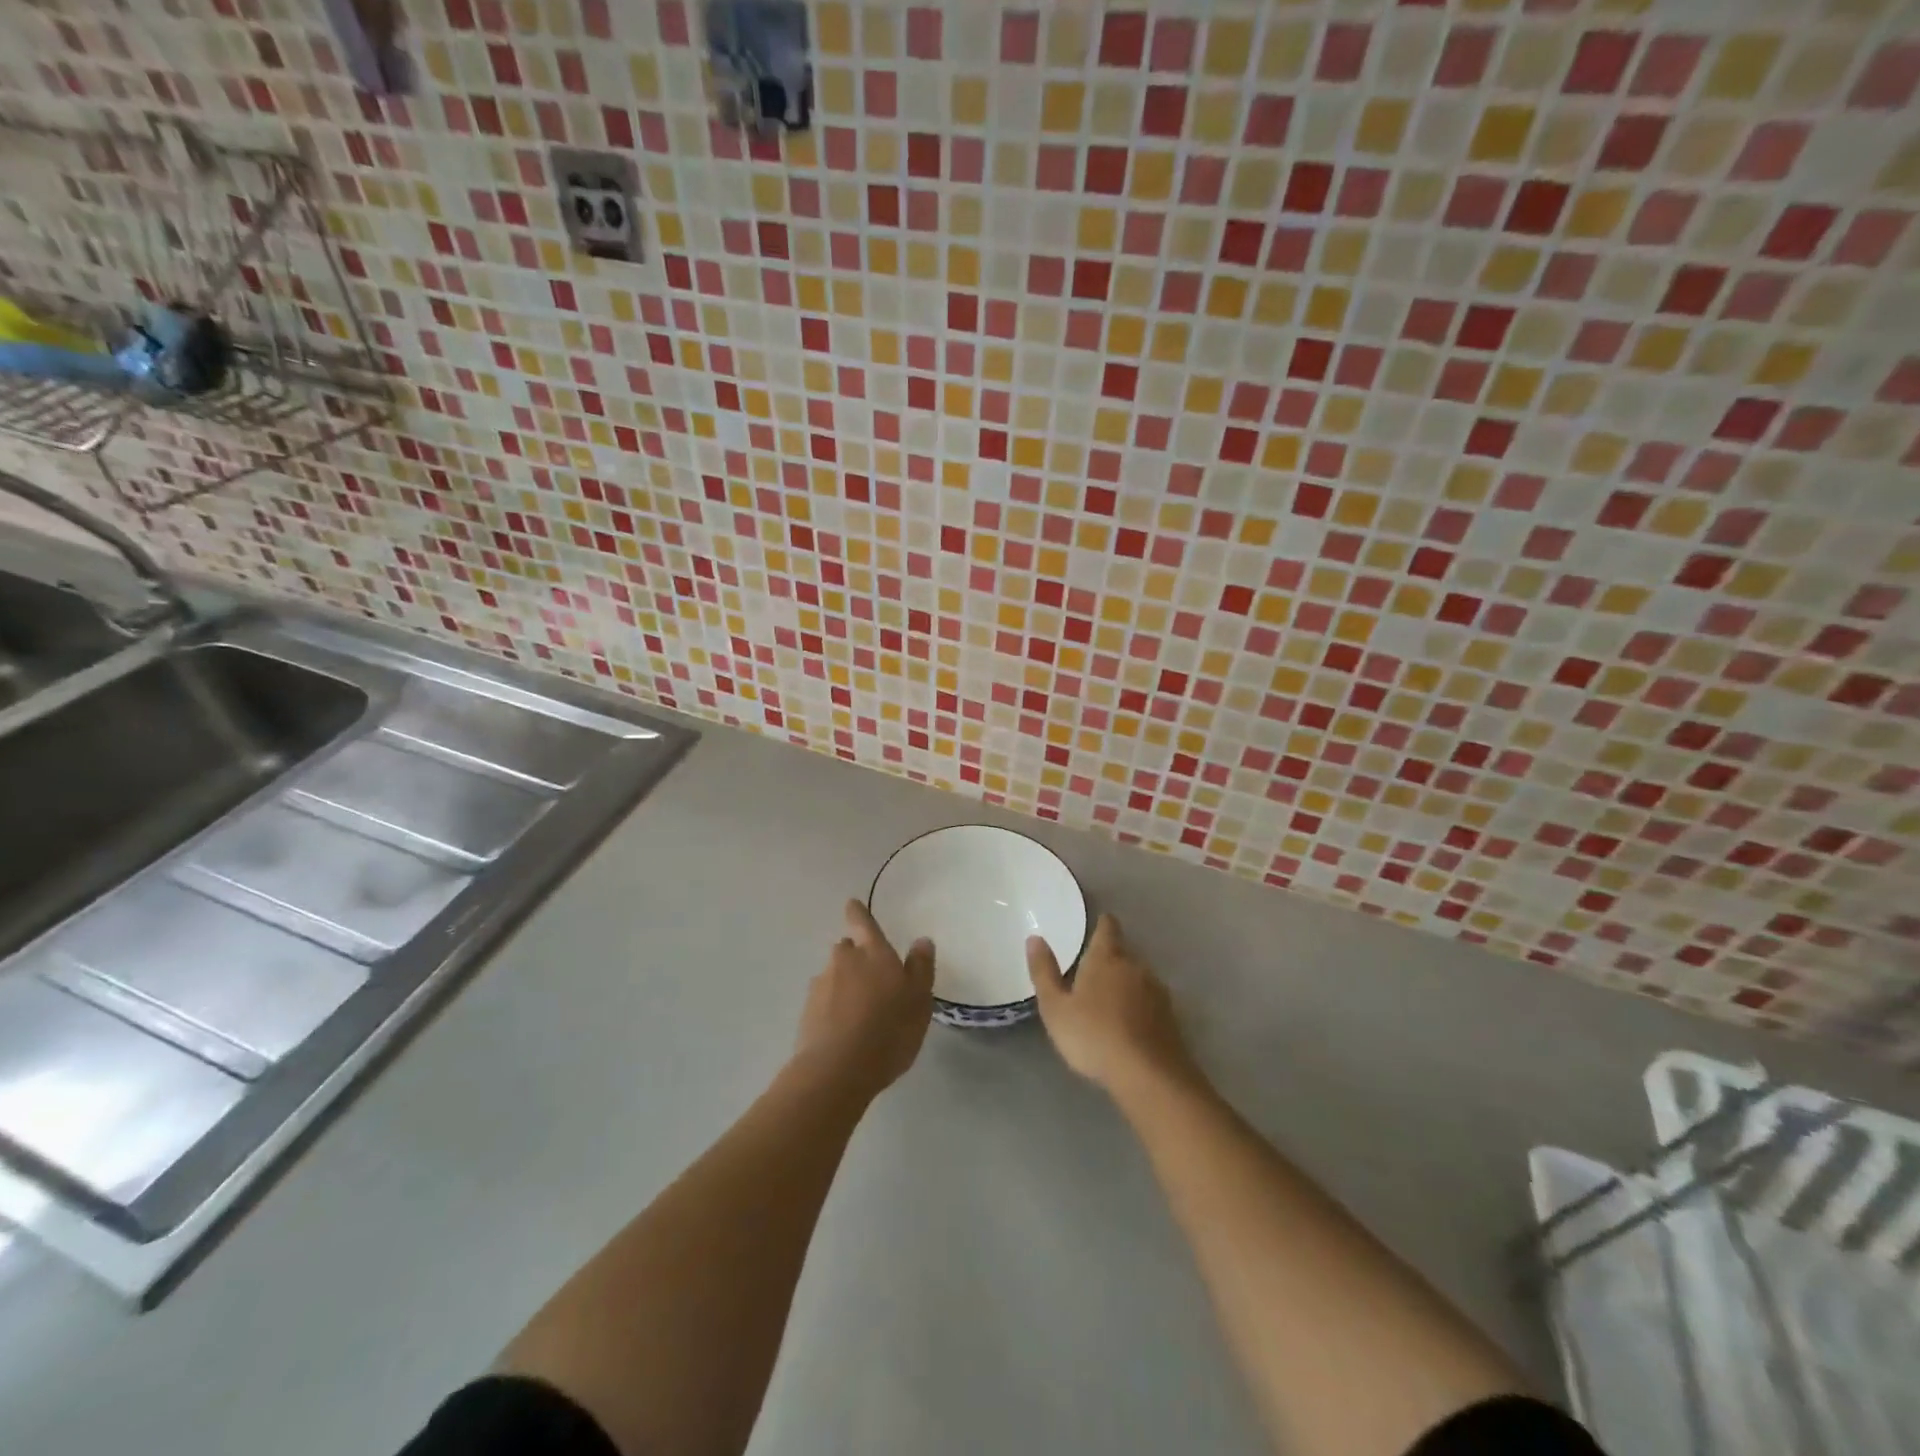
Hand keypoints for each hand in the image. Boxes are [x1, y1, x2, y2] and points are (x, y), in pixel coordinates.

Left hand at [793, 900, 934, 1098]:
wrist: (837, 1069)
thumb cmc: (889, 1029)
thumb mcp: (919, 1000)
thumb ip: (920, 967)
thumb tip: (921, 940)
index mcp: (873, 952)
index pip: (862, 922)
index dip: (857, 912)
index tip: (852, 904)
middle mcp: (843, 960)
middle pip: (847, 949)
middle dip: (856, 956)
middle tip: (872, 978)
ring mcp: (821, 985)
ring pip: (834, 975)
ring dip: (844, 985)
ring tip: (860, 1012)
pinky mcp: (807, 1012)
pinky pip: (823, 1001)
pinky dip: (832, 1008)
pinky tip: (844, 1029)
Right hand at [1027, 914, 1195, 1097]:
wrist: (1149, 1075)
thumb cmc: (1094, 1036)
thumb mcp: (1056, 1008)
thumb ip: (1044, 972)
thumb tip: (1035, 938)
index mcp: (1106, 958)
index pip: (1108, 928)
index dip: (1103, 924)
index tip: (1099, 923)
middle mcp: (1135, 966)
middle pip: (1123, 953)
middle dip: (1110, 959)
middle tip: (1092, 973)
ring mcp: (1157, 991)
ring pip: (1138, 978)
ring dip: (1126, 984)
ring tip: (1109, 1003)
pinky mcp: (1171, 1017)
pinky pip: (1150, 1002)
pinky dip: (1139, 1007)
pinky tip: (1129, 1026)